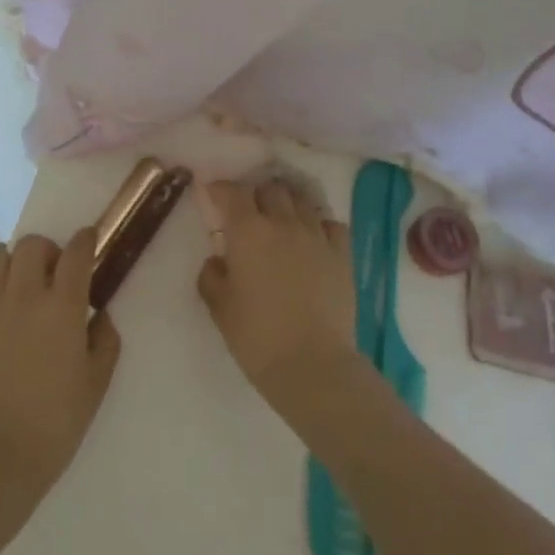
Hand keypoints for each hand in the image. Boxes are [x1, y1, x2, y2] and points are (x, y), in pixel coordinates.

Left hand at [0, 229, 120, 499]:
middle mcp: (24, 295)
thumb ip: (105, 340)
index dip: (85, 240)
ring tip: (17, 290)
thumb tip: (99, 315)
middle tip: (51, 276)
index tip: (88, 242)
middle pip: (32, 245)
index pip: (76, 252)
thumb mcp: (96, 384)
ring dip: (12, 266)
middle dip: (46, 251)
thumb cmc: (54, 424)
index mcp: (62, 306)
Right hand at [195, 177, 364, 423]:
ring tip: (281, 219)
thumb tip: (217, 260)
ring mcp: (316, 234)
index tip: (213, 193)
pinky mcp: (342, 252)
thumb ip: (212, 276)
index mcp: (249, 232)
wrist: (313, 366)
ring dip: (287, 203)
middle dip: (256, 194)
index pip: (233, 192)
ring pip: (301, 199)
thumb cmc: (258, 338)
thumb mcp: (221, 310)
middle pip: (270, 188)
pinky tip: (313, 238)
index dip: (221, 188)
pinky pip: (330, 223)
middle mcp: (283, 222)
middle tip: (249, 212)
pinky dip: (318, 224)